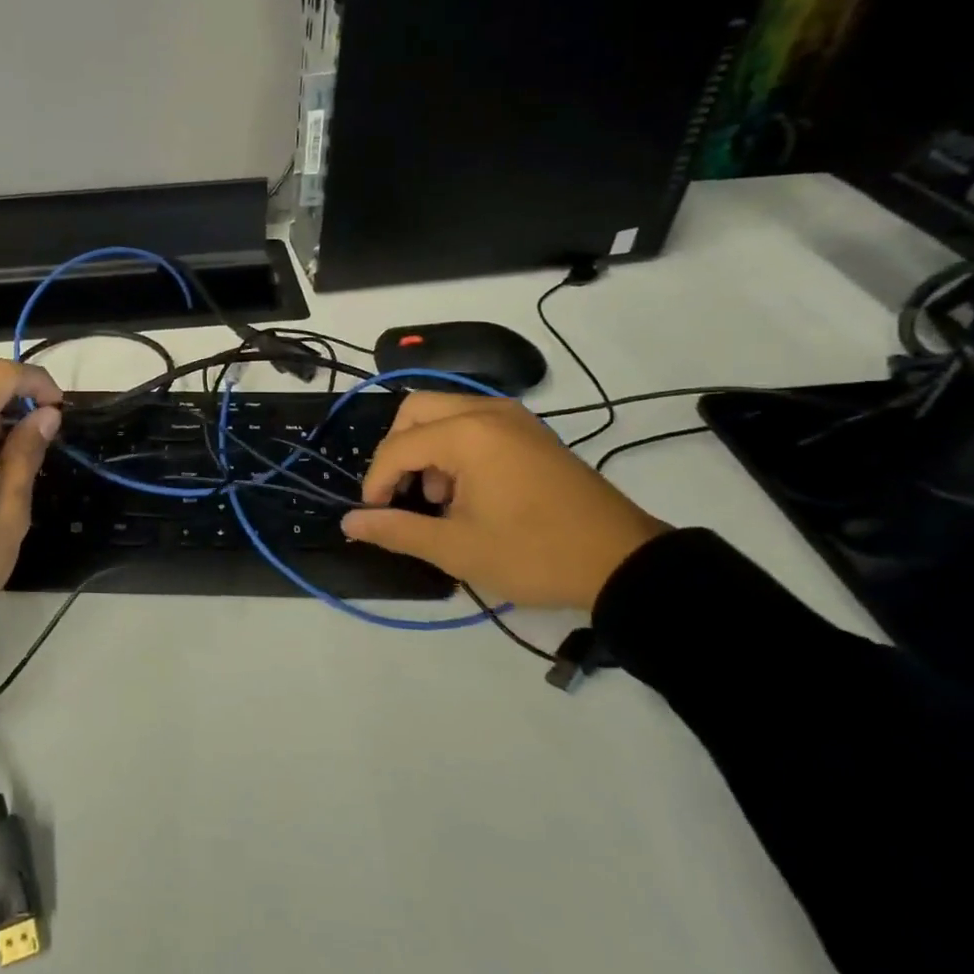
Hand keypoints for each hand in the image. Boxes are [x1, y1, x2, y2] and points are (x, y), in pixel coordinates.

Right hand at [341, 393, 668, 611]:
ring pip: (444, 413)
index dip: (375, 481)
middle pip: (416, 411)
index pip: (397, 446)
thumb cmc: (533, 553)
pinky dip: (454, 447)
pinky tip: (466, 491)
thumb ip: (396, 530)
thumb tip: (349, 524)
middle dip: (397, 451)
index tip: (372, 516)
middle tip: (398, 494)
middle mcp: (487, 411)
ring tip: (437, 499)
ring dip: (426, 448)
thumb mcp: (457, 548)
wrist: (623, 562)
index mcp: (467, 434)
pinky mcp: (530, 431)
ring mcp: (513, 417)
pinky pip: (473, 423)